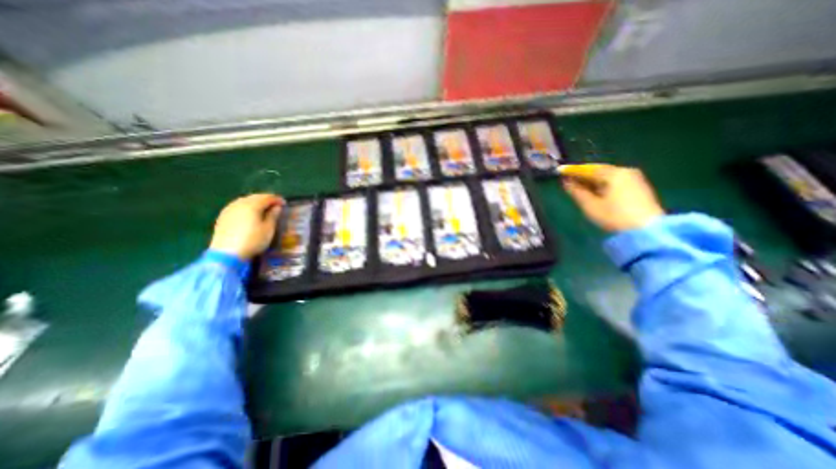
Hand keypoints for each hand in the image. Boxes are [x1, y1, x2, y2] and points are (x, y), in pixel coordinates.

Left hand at [210, 194, 285, 259]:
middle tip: (275, 204)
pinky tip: (250, 213)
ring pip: (245, 200)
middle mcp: (239, 203)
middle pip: (255, 197)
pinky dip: (246, 206)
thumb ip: (273, 216)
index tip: (284, 203)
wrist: (227, 253)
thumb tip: (277, 207)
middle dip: (266, 199)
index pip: (267, 197)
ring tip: (264, 208)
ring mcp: (229, 209)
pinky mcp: (223, 216)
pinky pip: (237, 206)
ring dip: (256, 202)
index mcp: (252, 205)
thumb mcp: (268, 229)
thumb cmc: (253, 240)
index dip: (277, 199)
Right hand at [561, 166, 666, 232]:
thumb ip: (576, 191)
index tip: (560, 172)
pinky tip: (595, 193)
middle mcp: (625, 172)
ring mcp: (634, 179)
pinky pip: (615, 182)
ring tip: (579, 188)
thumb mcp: (590, 205)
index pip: (589, 168)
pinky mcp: (638, 188)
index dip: (573, 171)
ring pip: (607, 177)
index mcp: (614, 174)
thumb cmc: (613, 216)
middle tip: (569, 182)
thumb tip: (566, 182)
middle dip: (583, 177)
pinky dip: (602, 185)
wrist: (645, 231)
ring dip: (592, 182)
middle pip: (599, 171)